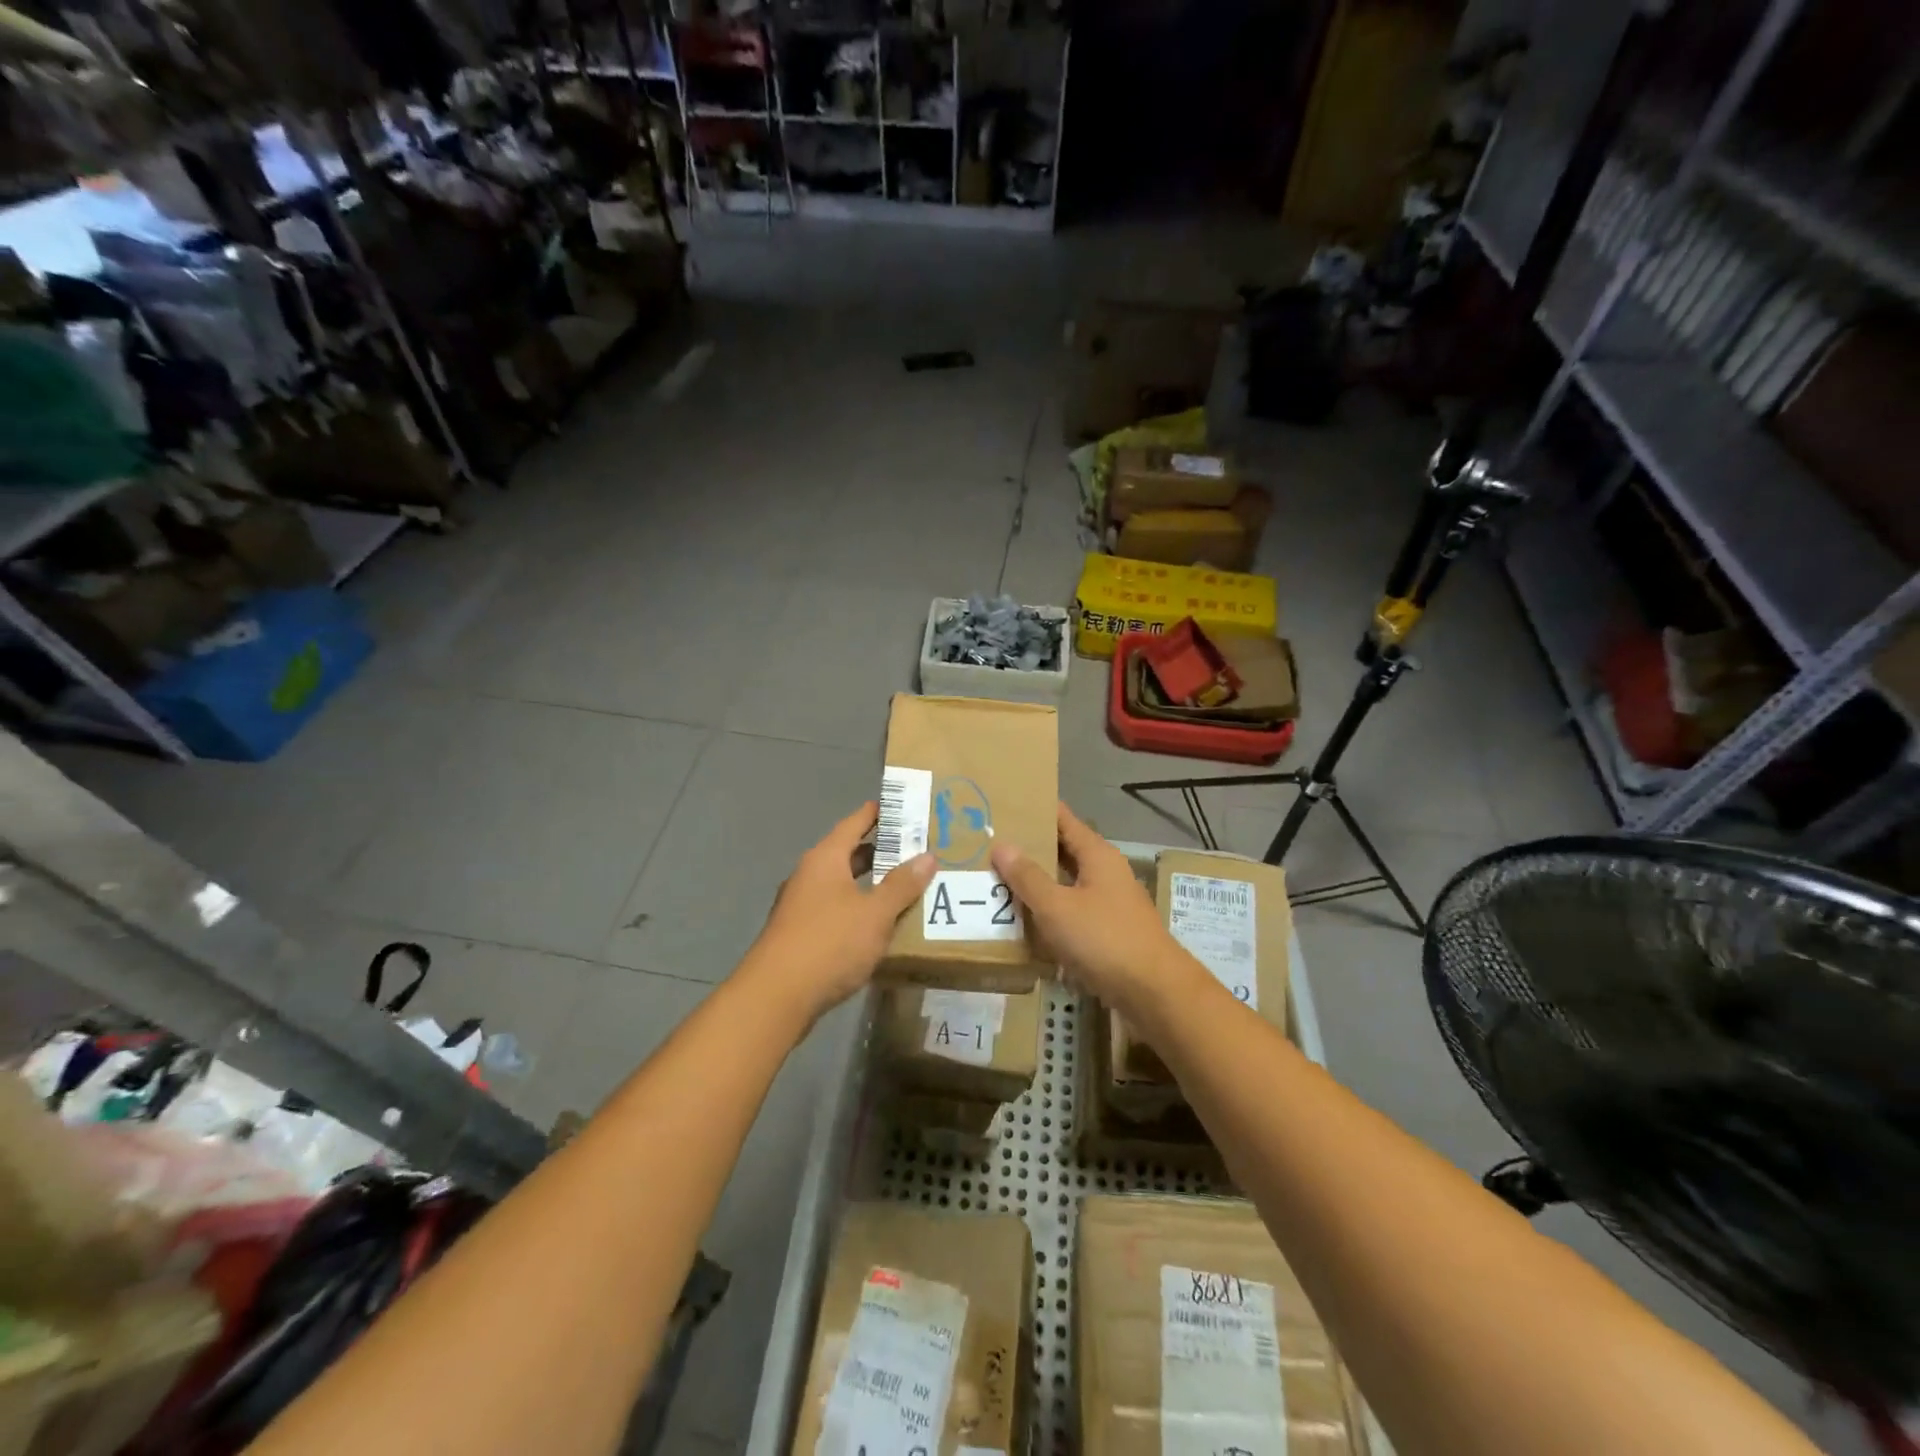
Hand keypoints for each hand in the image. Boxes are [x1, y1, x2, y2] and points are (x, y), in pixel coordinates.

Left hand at [740, 802, 934, 1025]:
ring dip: (870, 883)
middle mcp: (809, 875)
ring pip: (842, 884)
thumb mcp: (875, 913)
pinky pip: (835, 910)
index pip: (854, 823)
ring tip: (905, 886)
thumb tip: (928, 856)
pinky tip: (879, 925)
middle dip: (880, 851)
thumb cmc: (829, 943)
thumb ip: (902, 885)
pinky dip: (858, 909)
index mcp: (825, 859)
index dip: (878, 813)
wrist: (776, 997)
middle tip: (916, 849)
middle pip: (848, 853)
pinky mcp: (800, 934)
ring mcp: (801, 905)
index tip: (902, 805)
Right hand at [990, 802, 1204, 1019]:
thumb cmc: (1104, 939)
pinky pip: (1072, 912)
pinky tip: (1025, 922)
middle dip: (1030, 849)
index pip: (1063, 819)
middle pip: (1064, 851)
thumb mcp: (1057, 907)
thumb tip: (1002, 845)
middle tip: (989, 845)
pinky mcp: (1109, 931)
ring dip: (1038, 883)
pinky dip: (1050, 912)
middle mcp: (1106, 872)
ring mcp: (1110, 902)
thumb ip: (1028, 877)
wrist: (1154, 992)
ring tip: (998, 881)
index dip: (1036, 810)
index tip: (1005, 804)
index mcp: (1097, 855)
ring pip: (1066, 883)